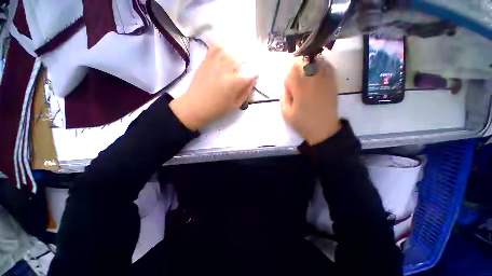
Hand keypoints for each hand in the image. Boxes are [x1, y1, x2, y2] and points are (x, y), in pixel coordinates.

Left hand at [170, 45, 256, 130]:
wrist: (196, 106)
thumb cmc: (217, 108)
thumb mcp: (235, 104)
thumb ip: (246, 92)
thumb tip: (253, 80)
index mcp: (234, 82)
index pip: (251, 73)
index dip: (255, 74)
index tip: (254, 77)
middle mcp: (226, 69)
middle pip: (242, 59)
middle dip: (246, 65)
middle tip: (243, 72)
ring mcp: (215, 62)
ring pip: (231, 51)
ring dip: (235, 57)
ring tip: (234, 65)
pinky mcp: (206, 60)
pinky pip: (216, 47)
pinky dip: (222, 48)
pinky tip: (224, 53)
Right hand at [281, 56, 340, 144]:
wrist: (323, 129)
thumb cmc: (302, 122)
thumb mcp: (286, 113)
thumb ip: (283, 97)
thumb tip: (286, 86)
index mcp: (300, 88)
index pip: (292, 70)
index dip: (288, 77)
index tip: (288, 87)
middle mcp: (313, 80)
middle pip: (304, 61)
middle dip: (296, 68)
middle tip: (295, 79)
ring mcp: (325, 79)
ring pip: (316, 60)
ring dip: (308, 64)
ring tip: (305, 74)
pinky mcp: (333, 82)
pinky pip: (327, 66)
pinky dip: (320, 65)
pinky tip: (316, 72)